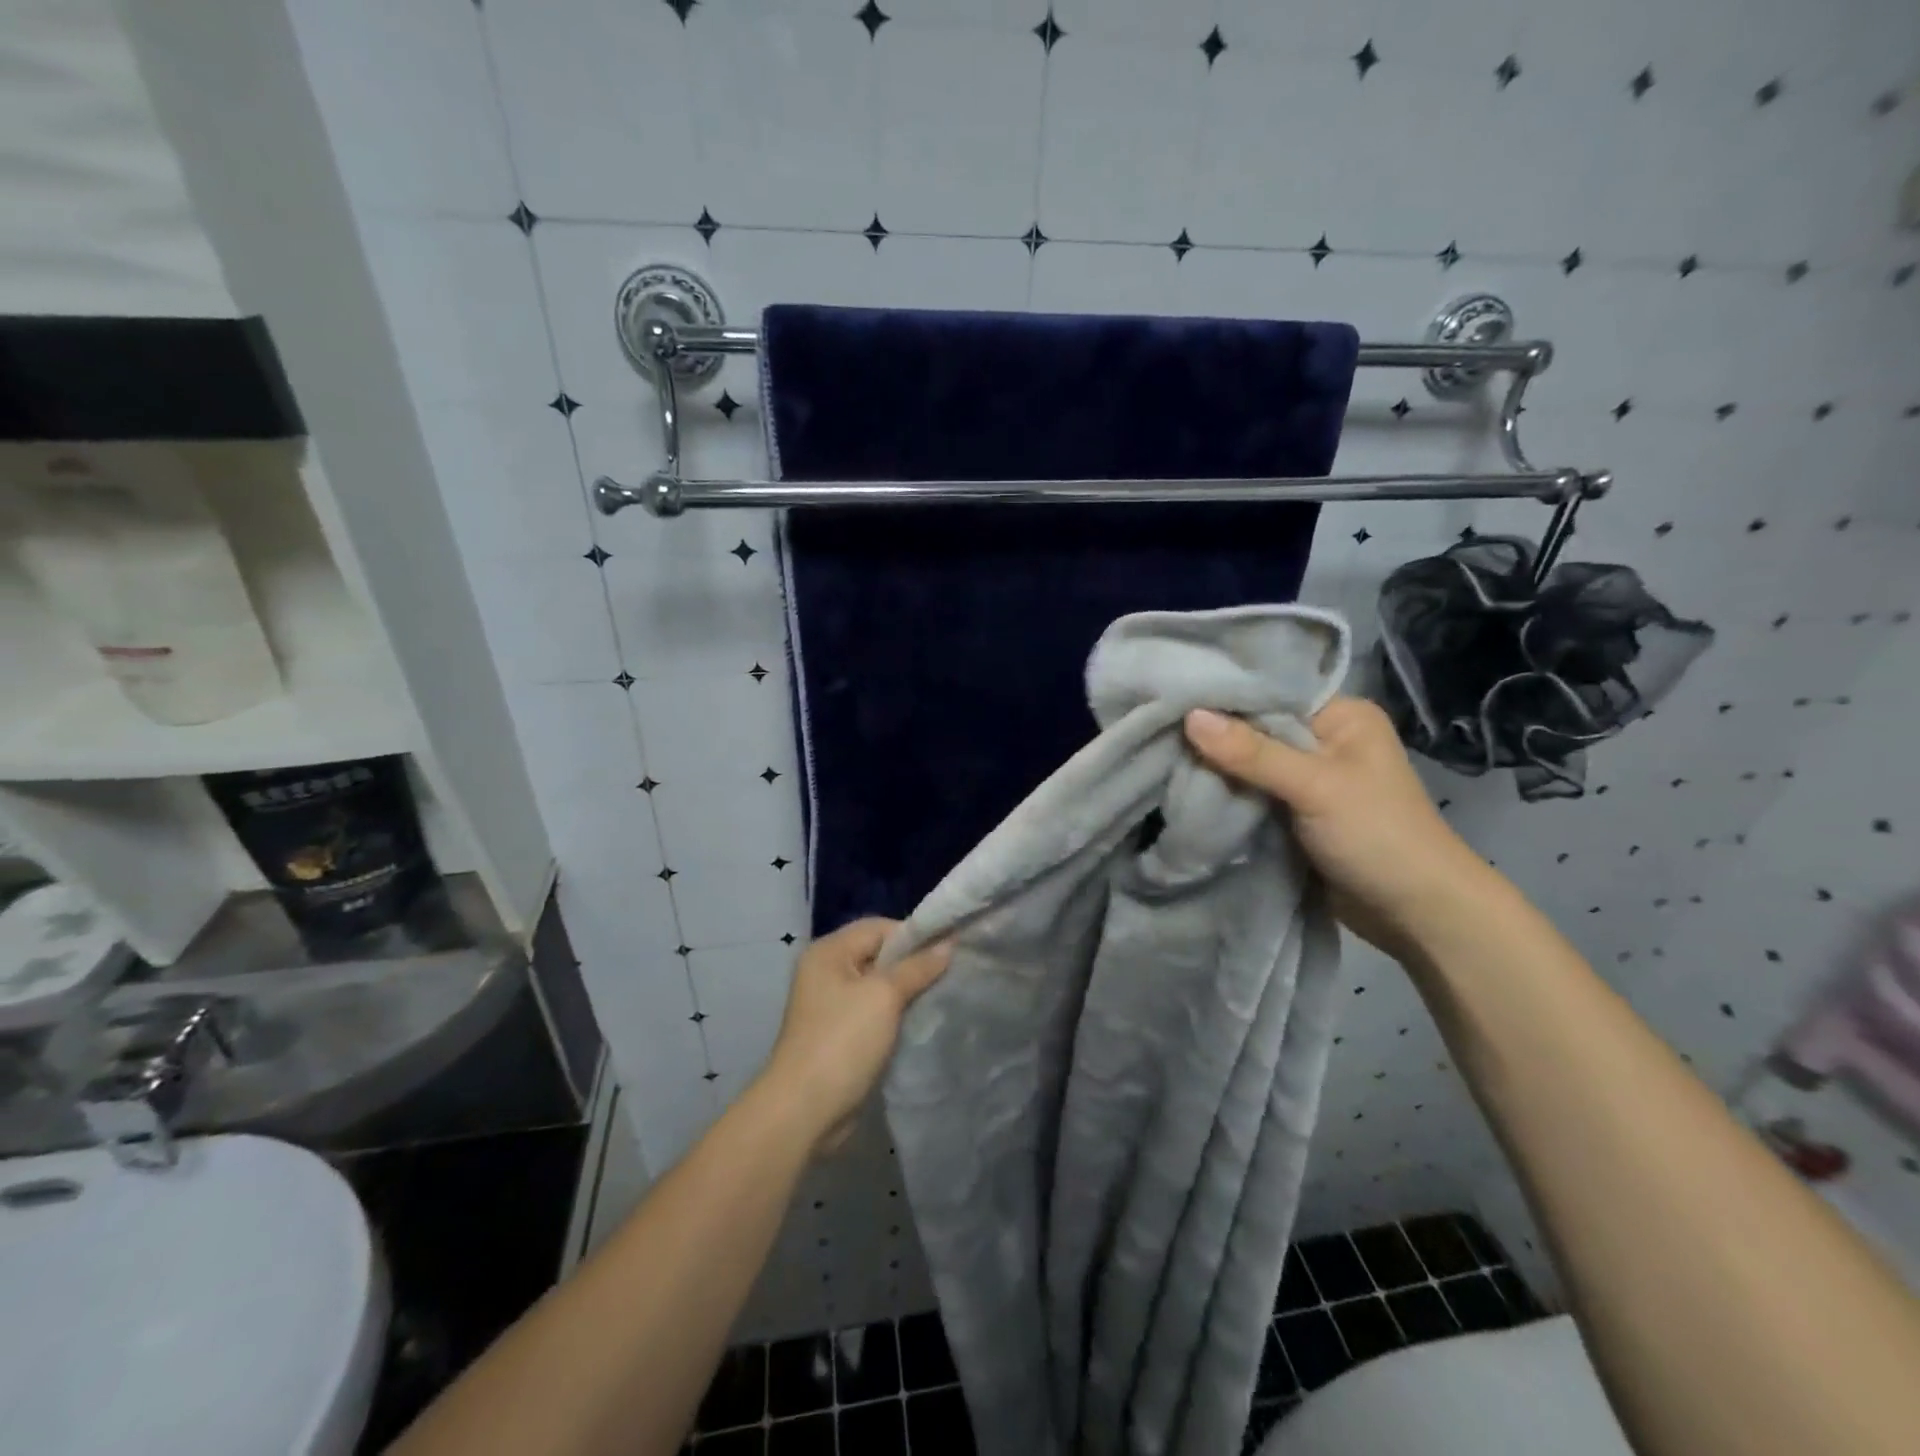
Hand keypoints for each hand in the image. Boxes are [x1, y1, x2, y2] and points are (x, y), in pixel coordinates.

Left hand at [756, 918, 951, 1154]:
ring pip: (881, 985)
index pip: (879, 927)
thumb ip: (917, 967)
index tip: (950, 950)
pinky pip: (876, 1011)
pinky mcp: (842, 1033)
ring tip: (943, 996)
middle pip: (880, 954)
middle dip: (914, 963)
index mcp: (829, 952)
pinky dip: (898, 1014)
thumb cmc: (842, 1041)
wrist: (805, 1111)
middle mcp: (828, 971)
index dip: (914, 935)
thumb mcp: (884, 996)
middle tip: (952, 973)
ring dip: (909, 991)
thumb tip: (949, 943)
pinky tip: (923, 1020)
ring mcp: (833, 1005)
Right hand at [1183, 697, 1493, 956]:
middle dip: (1212, 735)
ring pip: (1247, 763)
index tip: (1169, 695)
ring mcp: (1307, 779)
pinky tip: (1185, 787)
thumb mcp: (1315, 787)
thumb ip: (1252, 753)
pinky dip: (1225, 794)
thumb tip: (1189, 716)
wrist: (1416, 915)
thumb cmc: (1377, 836)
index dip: (1223, 695)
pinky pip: (1250, 793)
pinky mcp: (1293, 812)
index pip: (1270, 692)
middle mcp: (1323, 740)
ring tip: (1159, 754)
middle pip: (1255, 728)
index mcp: (1341, 716)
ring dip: (1215, 768)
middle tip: (1156, 727)